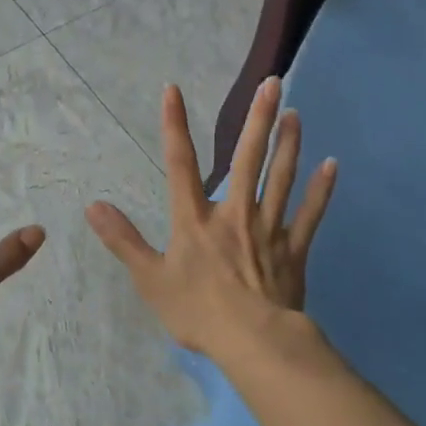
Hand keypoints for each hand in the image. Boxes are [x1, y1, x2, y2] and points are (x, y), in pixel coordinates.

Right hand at [86, 78, 335, 358]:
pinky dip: (321, 190)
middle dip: (258, 119)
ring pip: (280, 178)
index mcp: (195, 220)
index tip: (173, 90)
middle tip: (273, 83)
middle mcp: (234, 213)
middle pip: (247, 159)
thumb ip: (123, 240)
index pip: (181, 164)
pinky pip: (310, 214)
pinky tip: (331, 165)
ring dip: (288, 144)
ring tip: (294, 113)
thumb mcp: (149, 278)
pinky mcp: (294, 250)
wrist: (253, 341)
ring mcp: (268, 229)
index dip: (175, 126)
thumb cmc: (197, 311)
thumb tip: (93, 206)